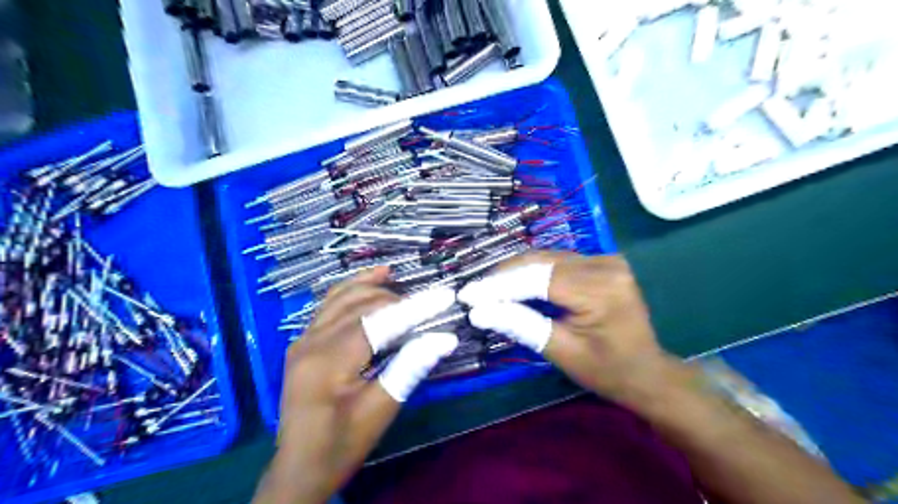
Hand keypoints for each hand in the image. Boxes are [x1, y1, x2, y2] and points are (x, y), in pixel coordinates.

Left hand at [257, 269, 458, 501]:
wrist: (299, 468)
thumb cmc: (342, 444)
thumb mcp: (380, 410)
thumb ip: (410, 367)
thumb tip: (445, 338)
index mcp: (329, 361)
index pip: (380, 321)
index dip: (415, 307)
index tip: (444, 295)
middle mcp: (311, 341)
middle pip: (360, 304)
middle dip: (397, 299)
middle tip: (428, 304)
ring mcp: (303, 339)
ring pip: (341, 298)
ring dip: (371, 287)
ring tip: (399, 279)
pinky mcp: (303, 342)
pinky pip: (328, 306)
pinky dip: (350, 291)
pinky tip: (368, 283)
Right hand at [459, 251, 668, 405]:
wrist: (647, 371)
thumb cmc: (607, 370)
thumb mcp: (561, 352)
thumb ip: (521, 325)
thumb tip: (479, 311)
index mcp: (599, 290)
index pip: (537, 279)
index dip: (499, 286)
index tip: (468, 294)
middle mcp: (604, 264)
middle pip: (540, 261)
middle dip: (503, 276)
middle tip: (475, 292)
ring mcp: (605, 259)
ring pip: (546, 257)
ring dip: (515, 272)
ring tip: (488, 288)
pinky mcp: (601, 261)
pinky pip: (557, 261)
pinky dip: (532, 271)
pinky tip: (514, 283)